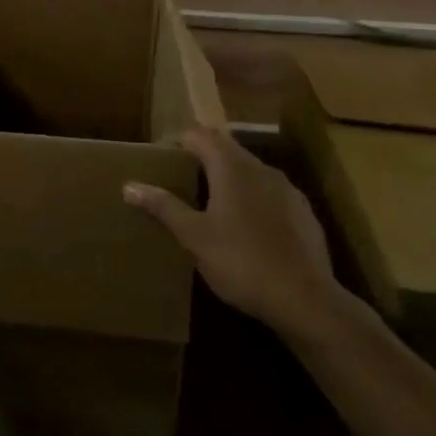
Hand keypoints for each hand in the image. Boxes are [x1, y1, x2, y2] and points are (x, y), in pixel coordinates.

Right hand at [124, 128, 342, 340]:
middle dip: (203, 157)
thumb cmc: (241, 262)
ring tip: (211, 203)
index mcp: (230, 168)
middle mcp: (260, 168)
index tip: (162, 156)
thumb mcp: (194, 237)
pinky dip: (253, 198)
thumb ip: (164, 207)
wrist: (306, 300)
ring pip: (250, 170)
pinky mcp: (304, 213)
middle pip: (226, 149)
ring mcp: (286, 189)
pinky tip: (248, 227)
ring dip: (229, 177)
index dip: (178, 141)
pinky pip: (271, 193)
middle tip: (181, 178)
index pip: (200, 135)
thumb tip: (129, 185)